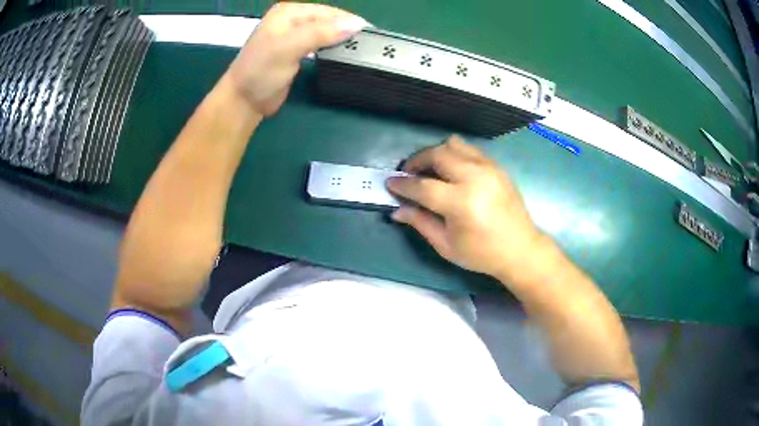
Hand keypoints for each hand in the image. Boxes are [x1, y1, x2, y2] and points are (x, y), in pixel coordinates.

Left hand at [225, 3, 366, 116]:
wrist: (244, 101)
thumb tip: (356, 24)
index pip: (326, 11)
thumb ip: (320, 33)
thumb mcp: (289, 48)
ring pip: (325, 32)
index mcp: (288, 13)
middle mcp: (292, 20)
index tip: (370, 33)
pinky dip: (332, 47)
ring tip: (361, 48)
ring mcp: (293, 35)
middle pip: (327, 20)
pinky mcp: (296, 51)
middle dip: (346, 29)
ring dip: (340, 38)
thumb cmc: (261, 71)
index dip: (347, 20)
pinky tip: (342, 53)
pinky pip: (320, 44)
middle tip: (368, 43)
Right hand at [386, 136, 543, 280]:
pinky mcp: (497, 167)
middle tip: (408, 173)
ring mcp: (488, 169)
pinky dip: (454, 154)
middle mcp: (475, 178)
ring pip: (454, 144)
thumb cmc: (482, 254)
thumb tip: (397, 209)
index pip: (423, 186)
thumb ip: (420, 222)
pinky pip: (470, 149)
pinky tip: (451, 170)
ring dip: (436, 153)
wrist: (521, 249)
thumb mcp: (446, 246)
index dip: (403, 185)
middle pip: (437, 155)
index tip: (390, 183)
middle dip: (416, 161)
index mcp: (461, 203)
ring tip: (430, 169)